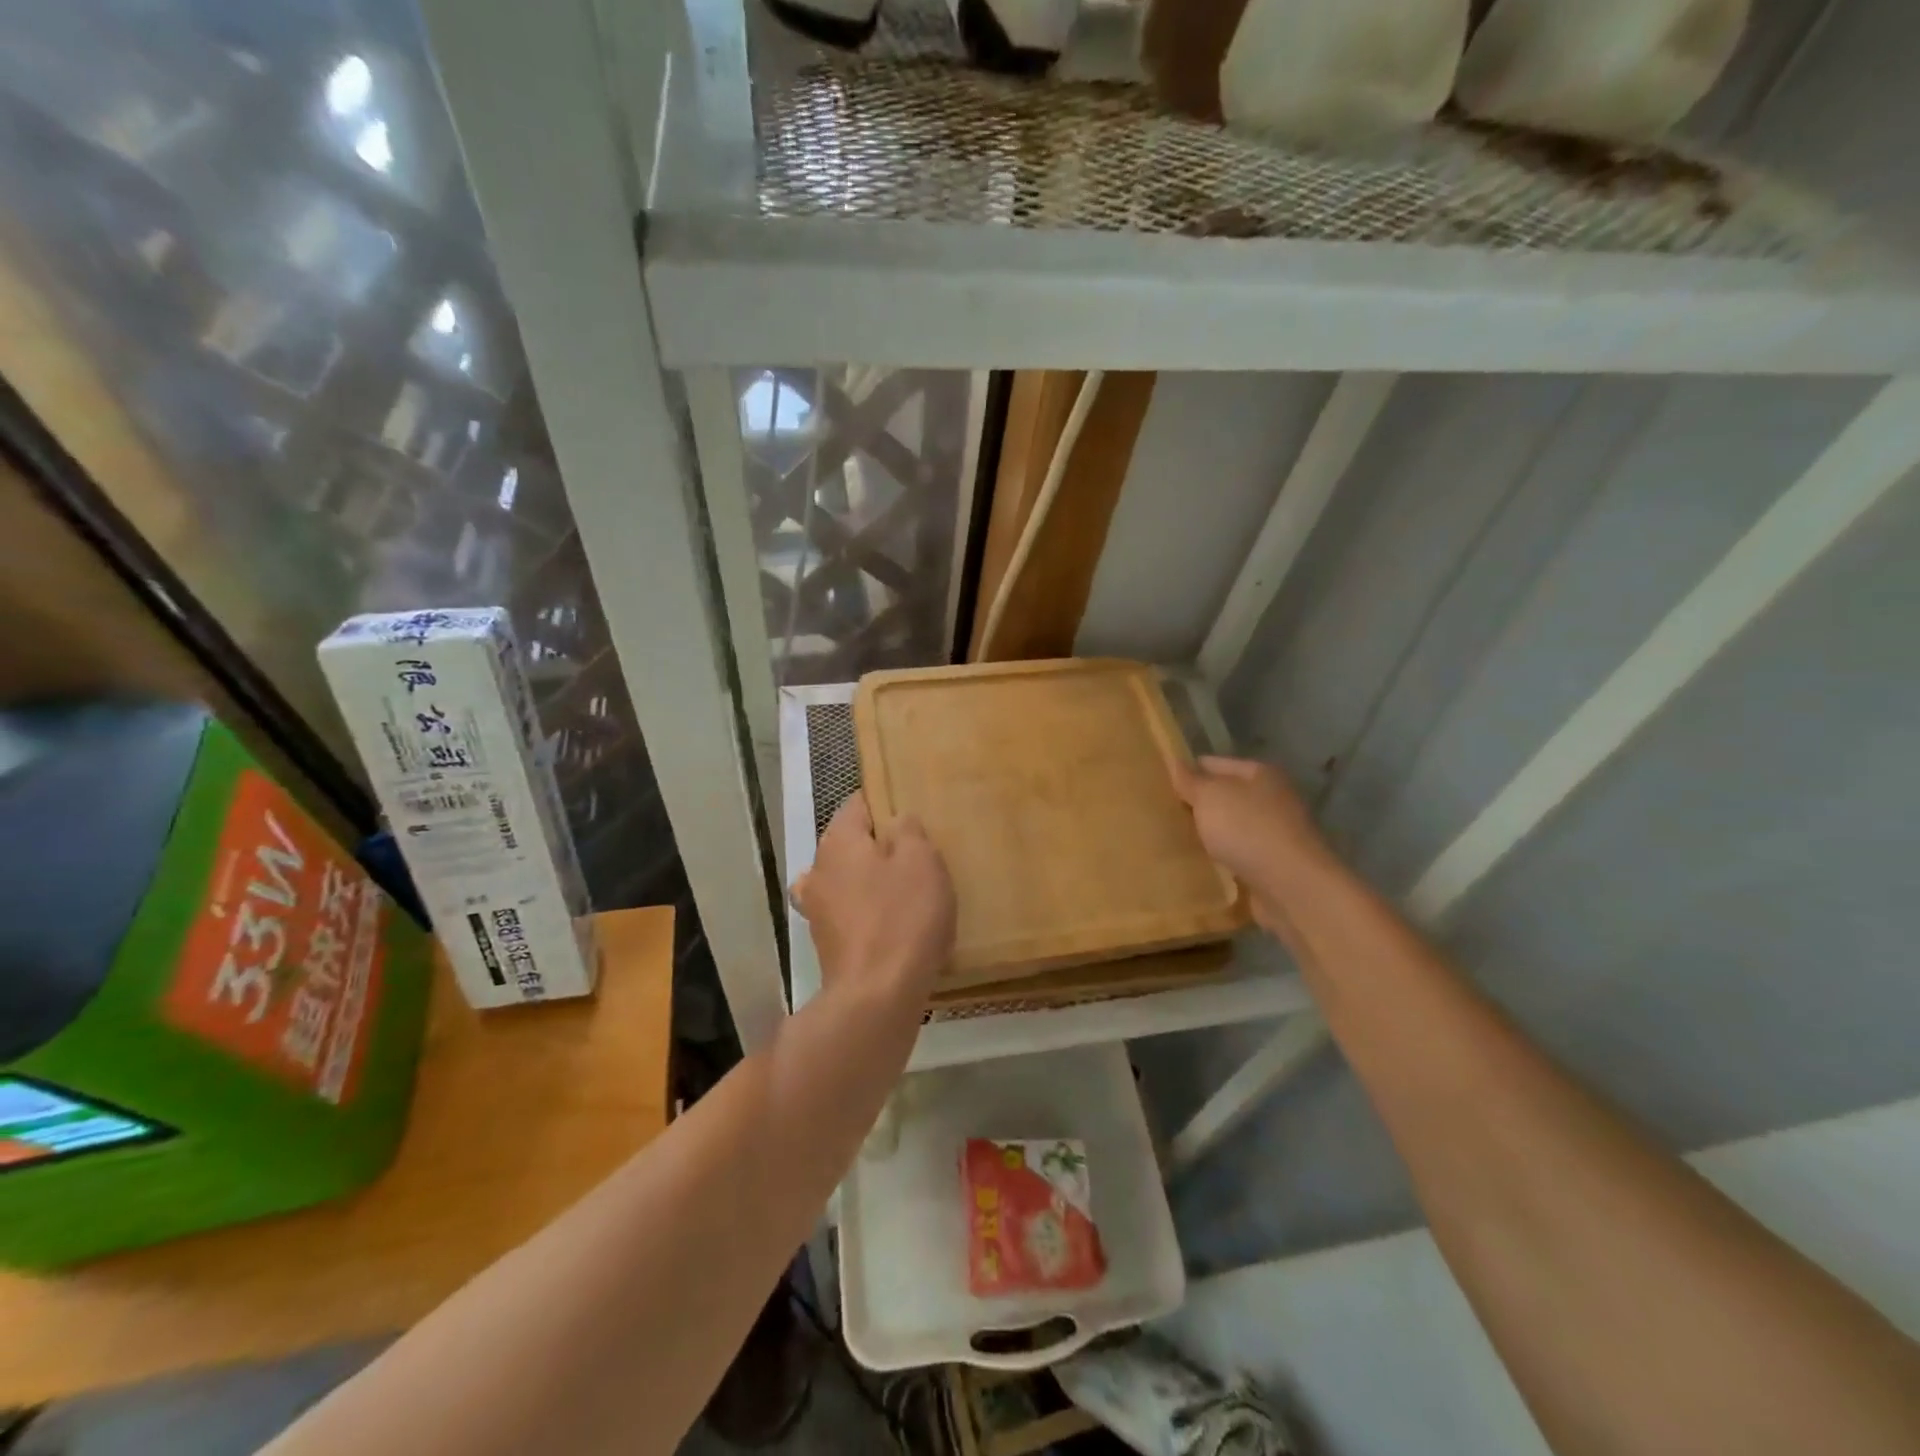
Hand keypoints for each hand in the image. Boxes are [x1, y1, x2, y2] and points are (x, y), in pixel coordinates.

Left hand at [794, 795, 955, 1005]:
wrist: (877, 995)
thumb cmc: (902, 916)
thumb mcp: (921, 860)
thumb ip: (908, 830)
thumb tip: (897, 821)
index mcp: (838, 841)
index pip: (858, 804)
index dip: (885, 803)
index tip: (911, 815)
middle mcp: (818, 869)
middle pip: (850, 844)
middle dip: (879, 846)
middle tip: (917, 855)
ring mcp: (817, 909)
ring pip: (847, 879)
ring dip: (871, 881)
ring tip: (907, 892)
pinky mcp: (827, 943)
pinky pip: (850, 913)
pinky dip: (868, 913)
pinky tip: (893, 925)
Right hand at [1171, 755, 1335, 932]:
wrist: (1291, 887)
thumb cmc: (1248, 829)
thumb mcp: (1210, 797)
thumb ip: (1190, 780)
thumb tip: (1174, 762)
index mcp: (1260, 773)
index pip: (1212, 764)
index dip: (1185, 772)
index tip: (1157, 787)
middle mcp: (1272, 798)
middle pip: (1223, 796)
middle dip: (1195, 806)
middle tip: (1161, 815)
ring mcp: (1275, 833)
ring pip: (1229, 827)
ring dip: (1207, 834)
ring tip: (1174, 841)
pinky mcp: (1273, 865)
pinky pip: (1237, 855)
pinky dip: (1220, 859)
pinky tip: (1198, 865)